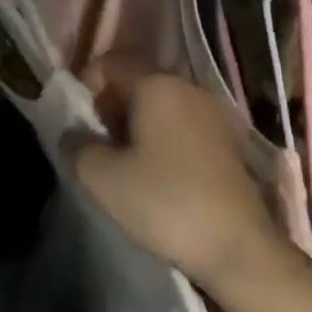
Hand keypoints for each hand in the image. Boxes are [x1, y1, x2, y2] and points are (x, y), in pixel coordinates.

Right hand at [74, 66, 288, 298]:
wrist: (239, 250)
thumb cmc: (164, 202)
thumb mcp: (100, 176)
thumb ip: (76, 145)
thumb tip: (72, 134)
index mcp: (157, 84)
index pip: (110, 62)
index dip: (86, 84)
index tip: (81, 123)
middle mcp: (188, 88)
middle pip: (136, 81)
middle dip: (110, 106)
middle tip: (98, 145)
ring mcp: (214, 115)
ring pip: (159, 104)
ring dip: (135, 125)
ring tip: (124, 164)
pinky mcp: (228, 143)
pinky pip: (182, 125)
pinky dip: (161, 139)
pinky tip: (157, 176)